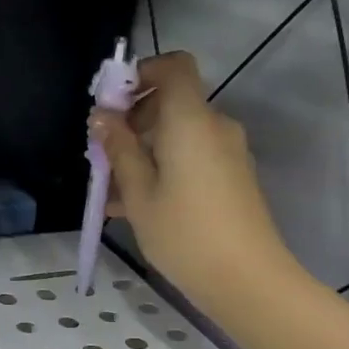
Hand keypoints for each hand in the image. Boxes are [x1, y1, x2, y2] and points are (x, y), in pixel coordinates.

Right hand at [92, 51, 295, 314]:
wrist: (247, 280)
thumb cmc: (185, 232)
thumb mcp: (139, 193)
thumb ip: (119, 149)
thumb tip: (102, 116)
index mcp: (190, 121)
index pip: (174, 67)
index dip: (141, 73)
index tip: (111, 103)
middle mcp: (214, 127)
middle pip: (170, 103)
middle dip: (132, 120)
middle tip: (101, 154)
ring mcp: (227, 153)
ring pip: (176, 136)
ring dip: (142, 151)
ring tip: (110, 190)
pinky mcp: (231, 177)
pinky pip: (189, 157)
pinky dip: (161, 168)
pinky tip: (132, 206)